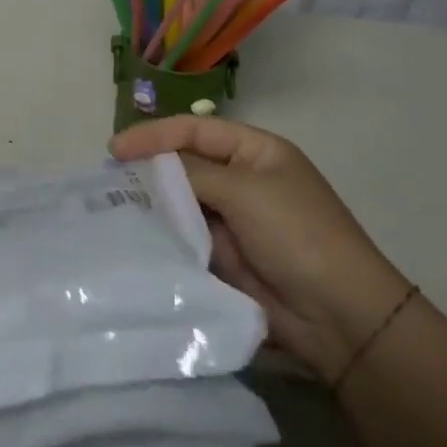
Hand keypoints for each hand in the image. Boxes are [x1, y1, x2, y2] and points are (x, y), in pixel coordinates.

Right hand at [110, 116, 409, 384]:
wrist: (339, 317)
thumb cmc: (297, 234)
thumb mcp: (245, 190)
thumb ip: (193, 173)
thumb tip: (151, 168)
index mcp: (255, 150)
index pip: (195, 130)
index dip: (154, 135)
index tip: (115, 149)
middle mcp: (241, 179)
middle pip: (185, 165)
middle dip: (149, 170)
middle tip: (107, 180)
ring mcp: (233, 220)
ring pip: (182, 203)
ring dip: (153, 205)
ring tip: (112, 207)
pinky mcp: (225, 258)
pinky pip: (186, 238)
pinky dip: (165, 237)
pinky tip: (136, 238)